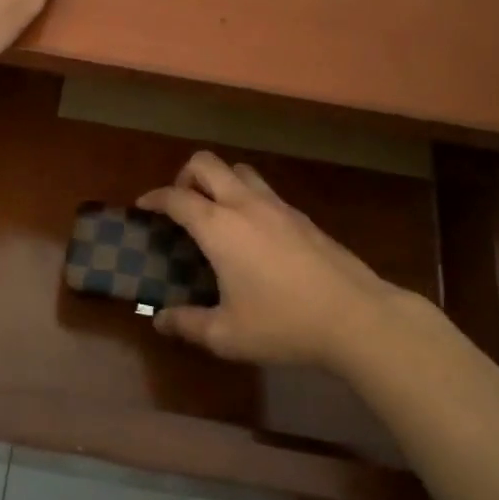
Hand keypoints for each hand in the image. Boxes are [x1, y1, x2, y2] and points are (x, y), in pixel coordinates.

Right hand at [138, 152, 434, 371]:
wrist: (355, 316)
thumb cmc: (283, 324)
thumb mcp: (227, 335)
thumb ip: (188, 324)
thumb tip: (160, 320)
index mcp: (219, 227)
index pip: (176, 197)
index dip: (154, 198)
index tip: (143, 206)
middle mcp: (244, 205)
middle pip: (206, 163)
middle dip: (184, 175)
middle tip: (180, 204)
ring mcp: (277, 206)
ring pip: (239, 170)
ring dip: (219, 180)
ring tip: (215, 212)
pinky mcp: (301, 216)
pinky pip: (264, 190)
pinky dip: (246, 197)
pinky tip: (252, 233)